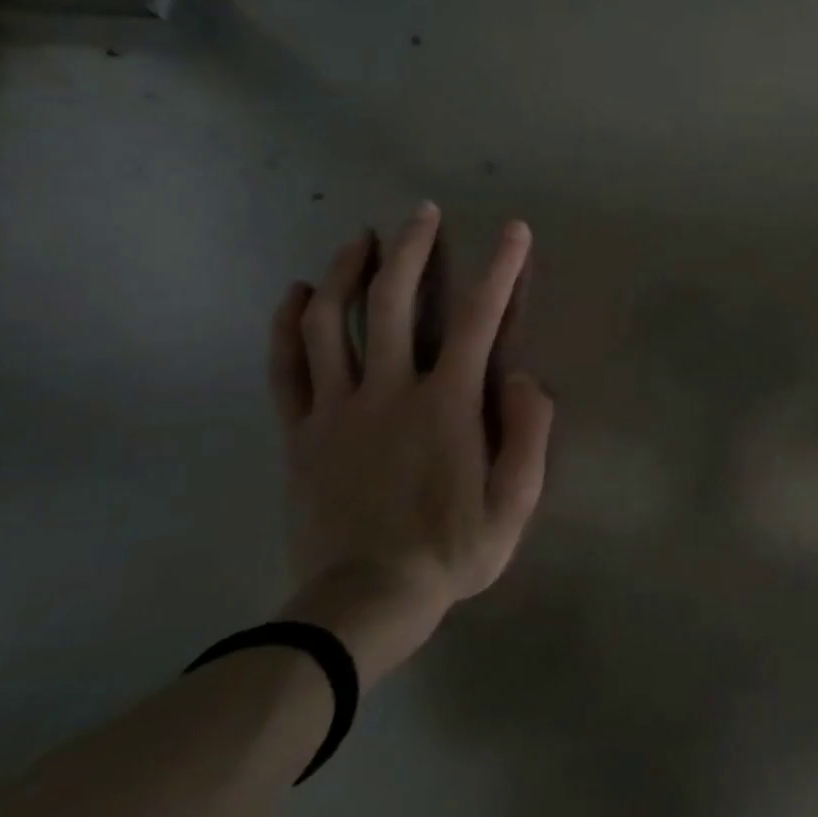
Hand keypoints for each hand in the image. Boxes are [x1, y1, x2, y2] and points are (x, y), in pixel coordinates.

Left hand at [267, 205, 553, 683]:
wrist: (363, 603)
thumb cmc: (450, 551)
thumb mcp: (516, 503)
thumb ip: (529, 432)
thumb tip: (521, 375)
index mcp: (447, 404)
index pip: (478, 319)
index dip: (500, 269)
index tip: (513, 231)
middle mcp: (389, 390)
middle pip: (394, 301)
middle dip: (412, 248)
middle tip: (420, 212)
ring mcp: (337, 409)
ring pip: (333, 322)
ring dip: (348, 271)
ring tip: (361, 238)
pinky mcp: (301, 432)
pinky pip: (287, 367)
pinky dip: (289, 324)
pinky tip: (298, 293)